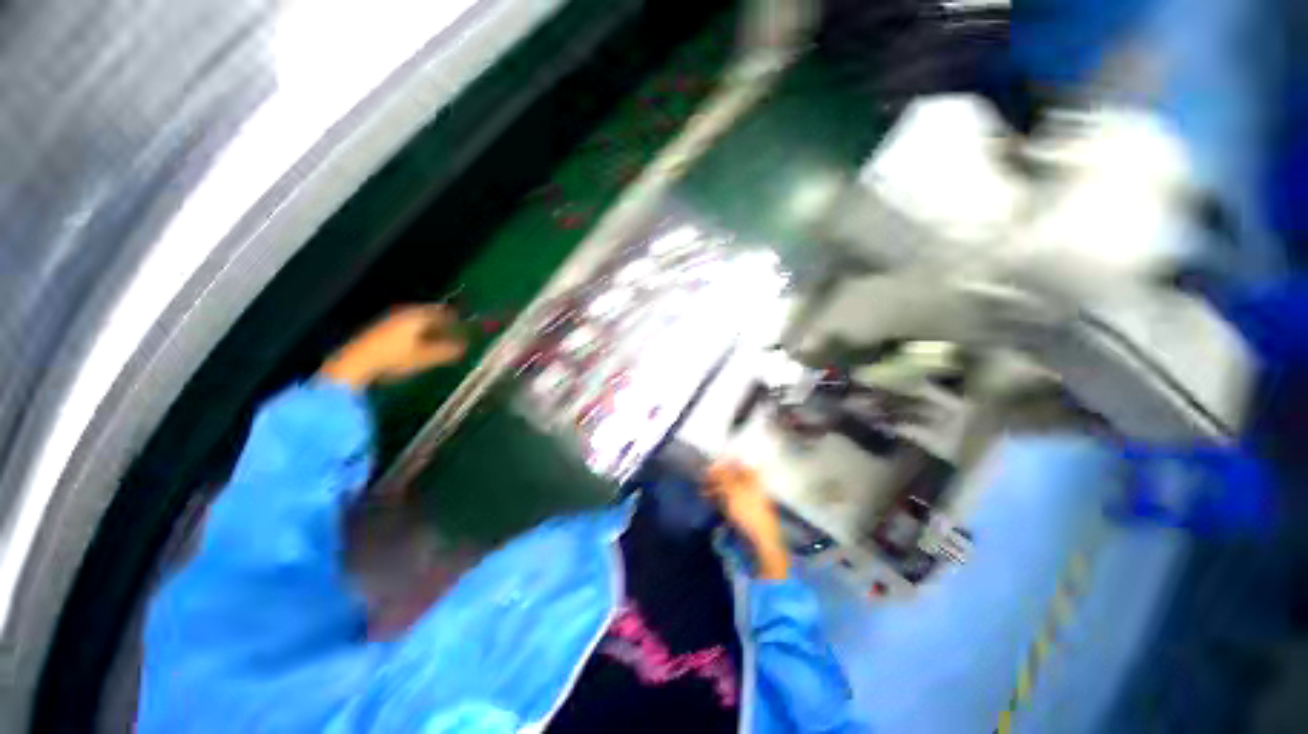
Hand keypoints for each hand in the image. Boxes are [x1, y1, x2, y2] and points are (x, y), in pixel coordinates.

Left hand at [320, 305, 467, 388]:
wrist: (356, 363)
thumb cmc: (395, 358)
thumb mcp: (425, 357)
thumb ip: (446, 350)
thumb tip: (465, 346)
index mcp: (418, 315)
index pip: (442, 312)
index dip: (455, 319)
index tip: (465, 325)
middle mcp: (404, 313)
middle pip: (428, 314)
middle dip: (442, 322)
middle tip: (453, 331)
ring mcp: (390, 320)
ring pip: (416, 320)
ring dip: (428, 327)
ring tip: (438, 339)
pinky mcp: (380, 330)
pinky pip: (405, 326)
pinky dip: (416, 332)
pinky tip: (417, 343)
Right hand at [704, 461, 788, 579]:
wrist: (760, 540)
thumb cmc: (748, 511)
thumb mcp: (733, 490)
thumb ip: (723, 476)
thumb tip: (715, 464)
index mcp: (752, 477)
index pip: (736, 464)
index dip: (722, 464)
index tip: (709, 468)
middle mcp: (750, 485)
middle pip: (731, 476)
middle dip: (716, 477)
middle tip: (702, 479)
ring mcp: (746, 498)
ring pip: (728, 488)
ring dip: (714, 488)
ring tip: (701, 492)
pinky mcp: (742, 510)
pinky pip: (728, 499)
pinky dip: (718, 498)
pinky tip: (707, 500)